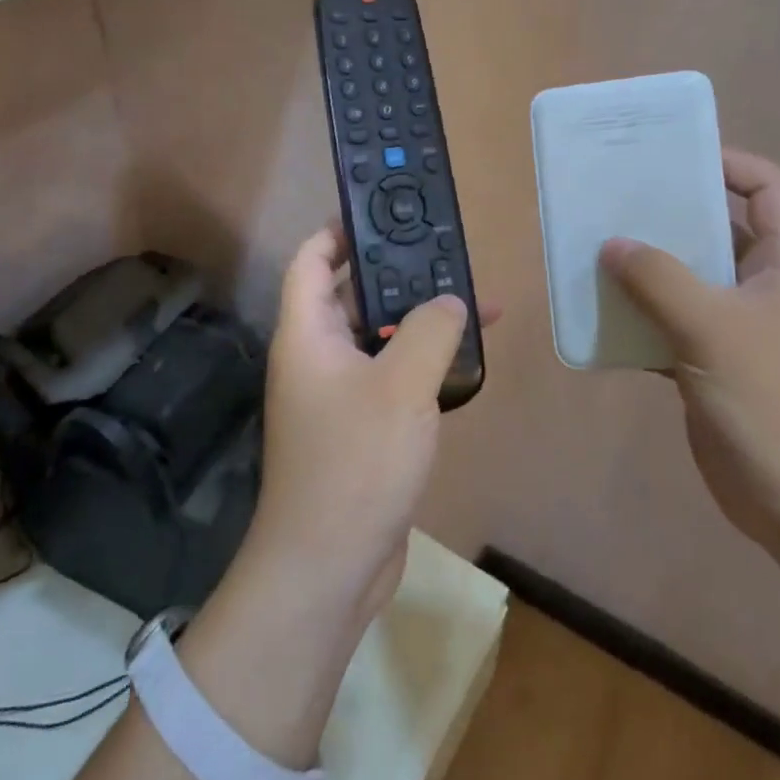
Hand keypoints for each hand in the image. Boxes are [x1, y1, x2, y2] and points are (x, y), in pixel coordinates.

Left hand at [246, 225, 495, 632]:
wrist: (330, 566)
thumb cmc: (355, 462)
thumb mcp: (402, 385)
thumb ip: (431, 330)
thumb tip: (451, 300)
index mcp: (307, 334)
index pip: (311, 259)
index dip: (338, 230)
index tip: (382, 213)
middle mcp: (316, 357)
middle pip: (352, 295)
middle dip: (397, 274)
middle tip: (445, 255)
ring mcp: (338, 394)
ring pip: (380, 338)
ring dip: (419, 320)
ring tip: (472, 301)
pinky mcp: (361, 427)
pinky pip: (392, 376)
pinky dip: (423, 362)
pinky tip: (465, 359)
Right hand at [599, 150, 779, 550]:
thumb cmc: (774, 401)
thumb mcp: (713, 328)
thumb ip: (659, 279)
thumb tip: (612, 243)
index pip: (768, 188)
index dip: (727, 163)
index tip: (670, 159)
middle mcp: (765, 286)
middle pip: (718, 228)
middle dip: (669, 213)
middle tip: (614, 200)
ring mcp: (739, 328)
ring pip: (688, 278)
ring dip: (647, 267)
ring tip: (596, 250)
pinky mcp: (713, 363)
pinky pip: (670, 323)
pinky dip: (640, 317)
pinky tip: (600, 315)